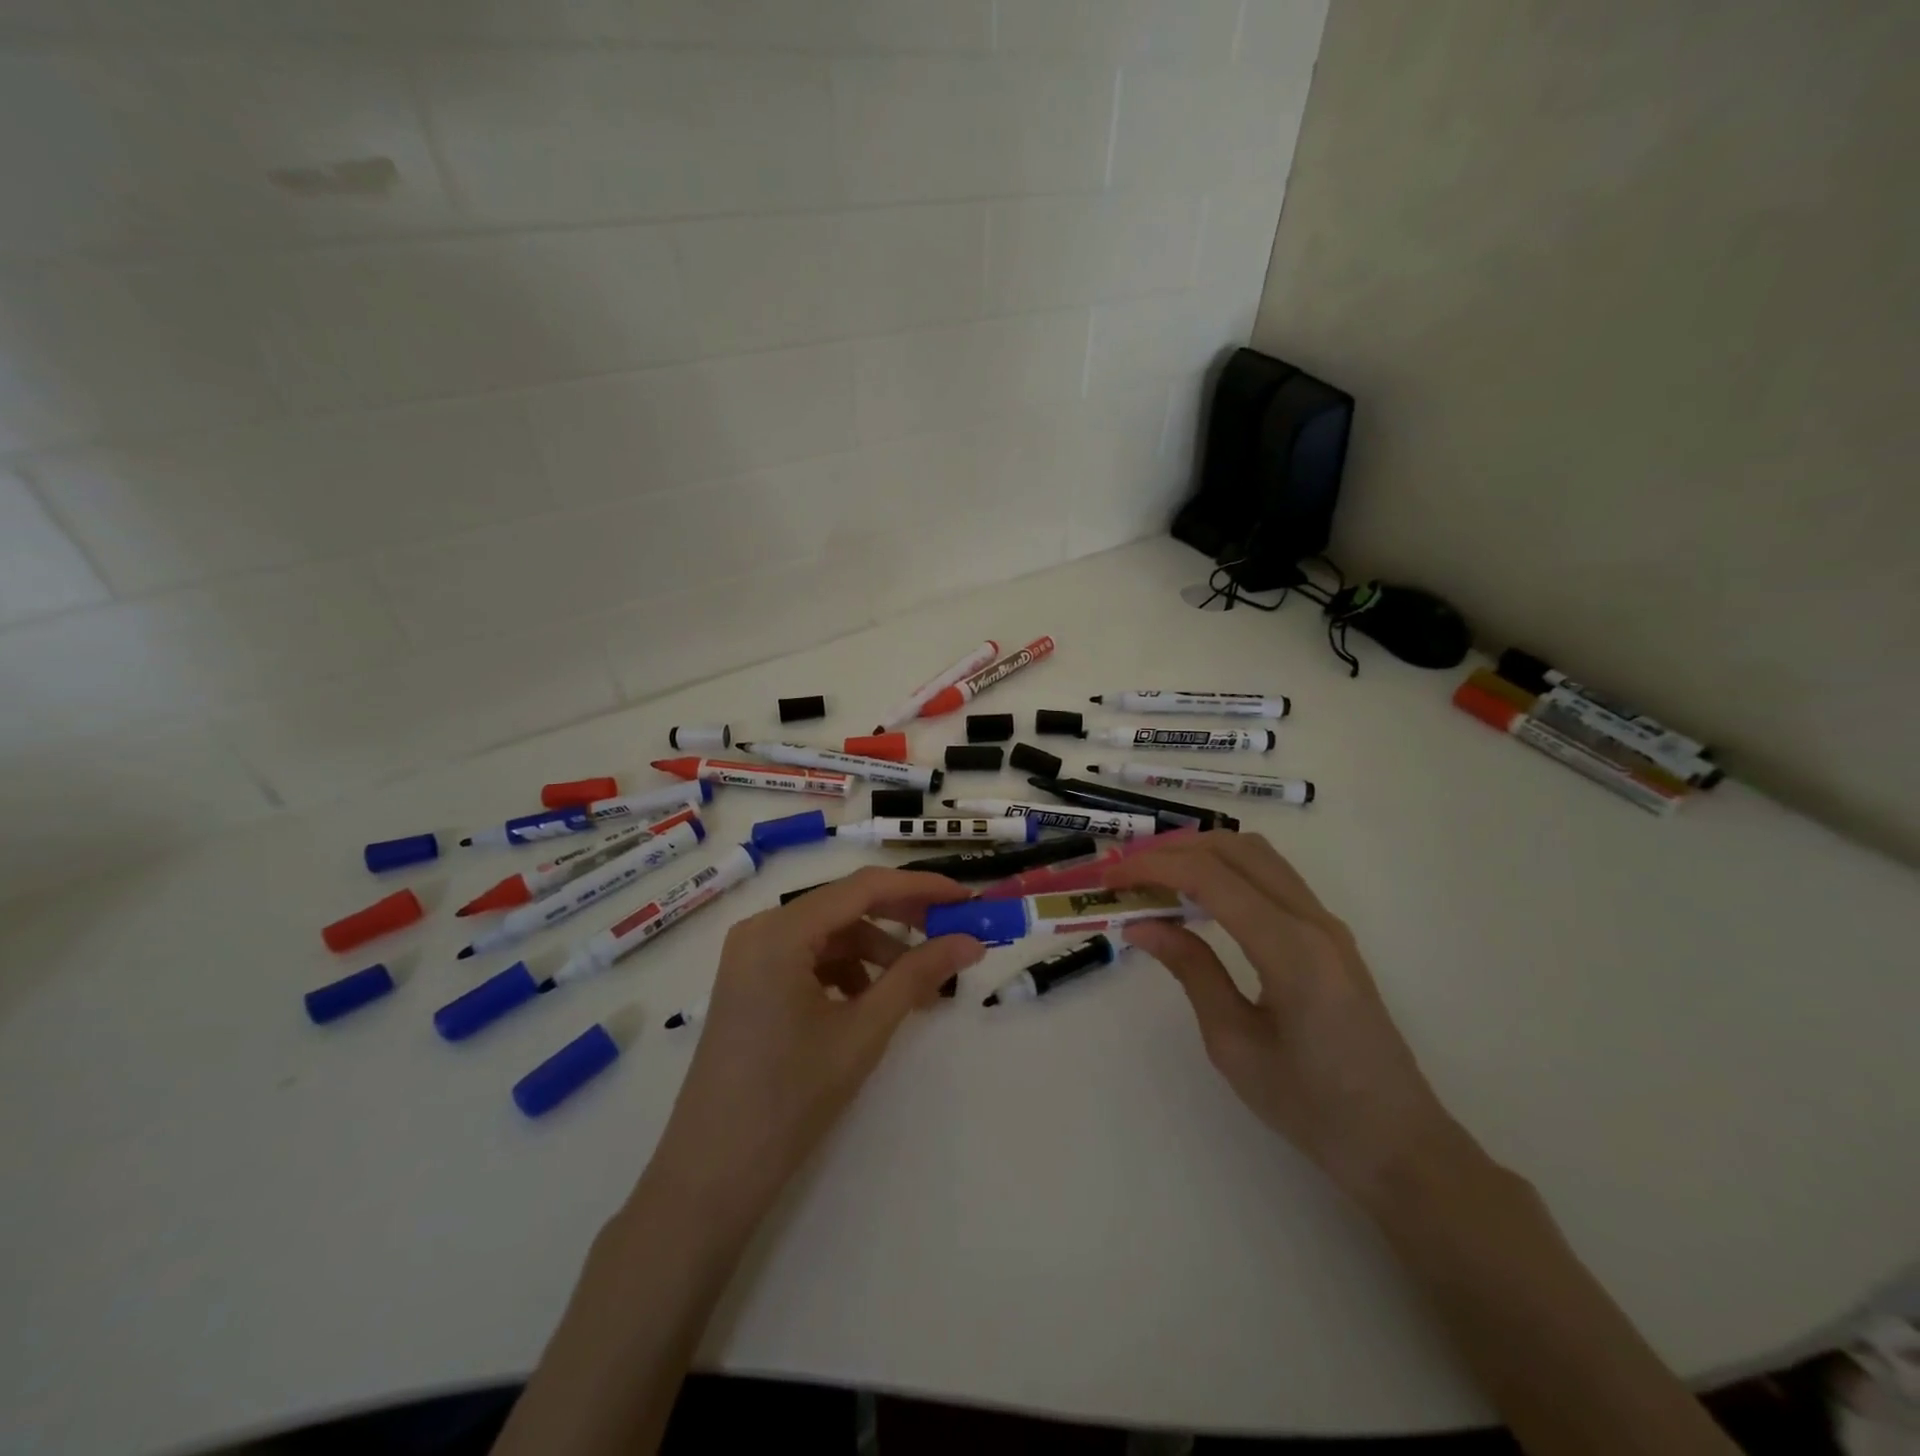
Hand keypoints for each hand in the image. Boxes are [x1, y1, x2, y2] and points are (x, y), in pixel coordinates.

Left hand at [642, 867, 984, 1231]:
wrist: (713, 1174)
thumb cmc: (791, 1098)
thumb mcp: (863, 1030)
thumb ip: (918, 975)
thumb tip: (971, 941)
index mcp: (780, 930)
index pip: (863, 887)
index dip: (920, 888)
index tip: (966, 900)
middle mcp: (761, 928)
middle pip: (845, 905)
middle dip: (902, 919)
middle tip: (952, 936)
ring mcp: (751, 956)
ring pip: (831, 933)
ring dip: (878, 952)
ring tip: (918, 990)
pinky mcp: (751, 981)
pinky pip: (811, 957)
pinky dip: (849, 971)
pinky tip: (872, 1002)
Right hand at [1107, 833, 1467, 1204]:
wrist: (1397, 1142)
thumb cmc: (1311, 1106)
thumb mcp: (1234, 1043)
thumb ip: (1191, 971)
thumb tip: (1142, 923)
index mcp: (1290, 949)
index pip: (1211, 878)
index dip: (1154, 868)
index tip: (1110, 879)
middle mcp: (1313, 920)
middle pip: (1234, 849)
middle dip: (1173, 851)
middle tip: (1126, 875)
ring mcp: (1326, 923)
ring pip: (1256, 855)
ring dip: (1201, 854)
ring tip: (1155, 880)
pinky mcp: (1328, 934)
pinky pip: (1272, 877)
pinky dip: (1227, 871)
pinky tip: (1198, 899)